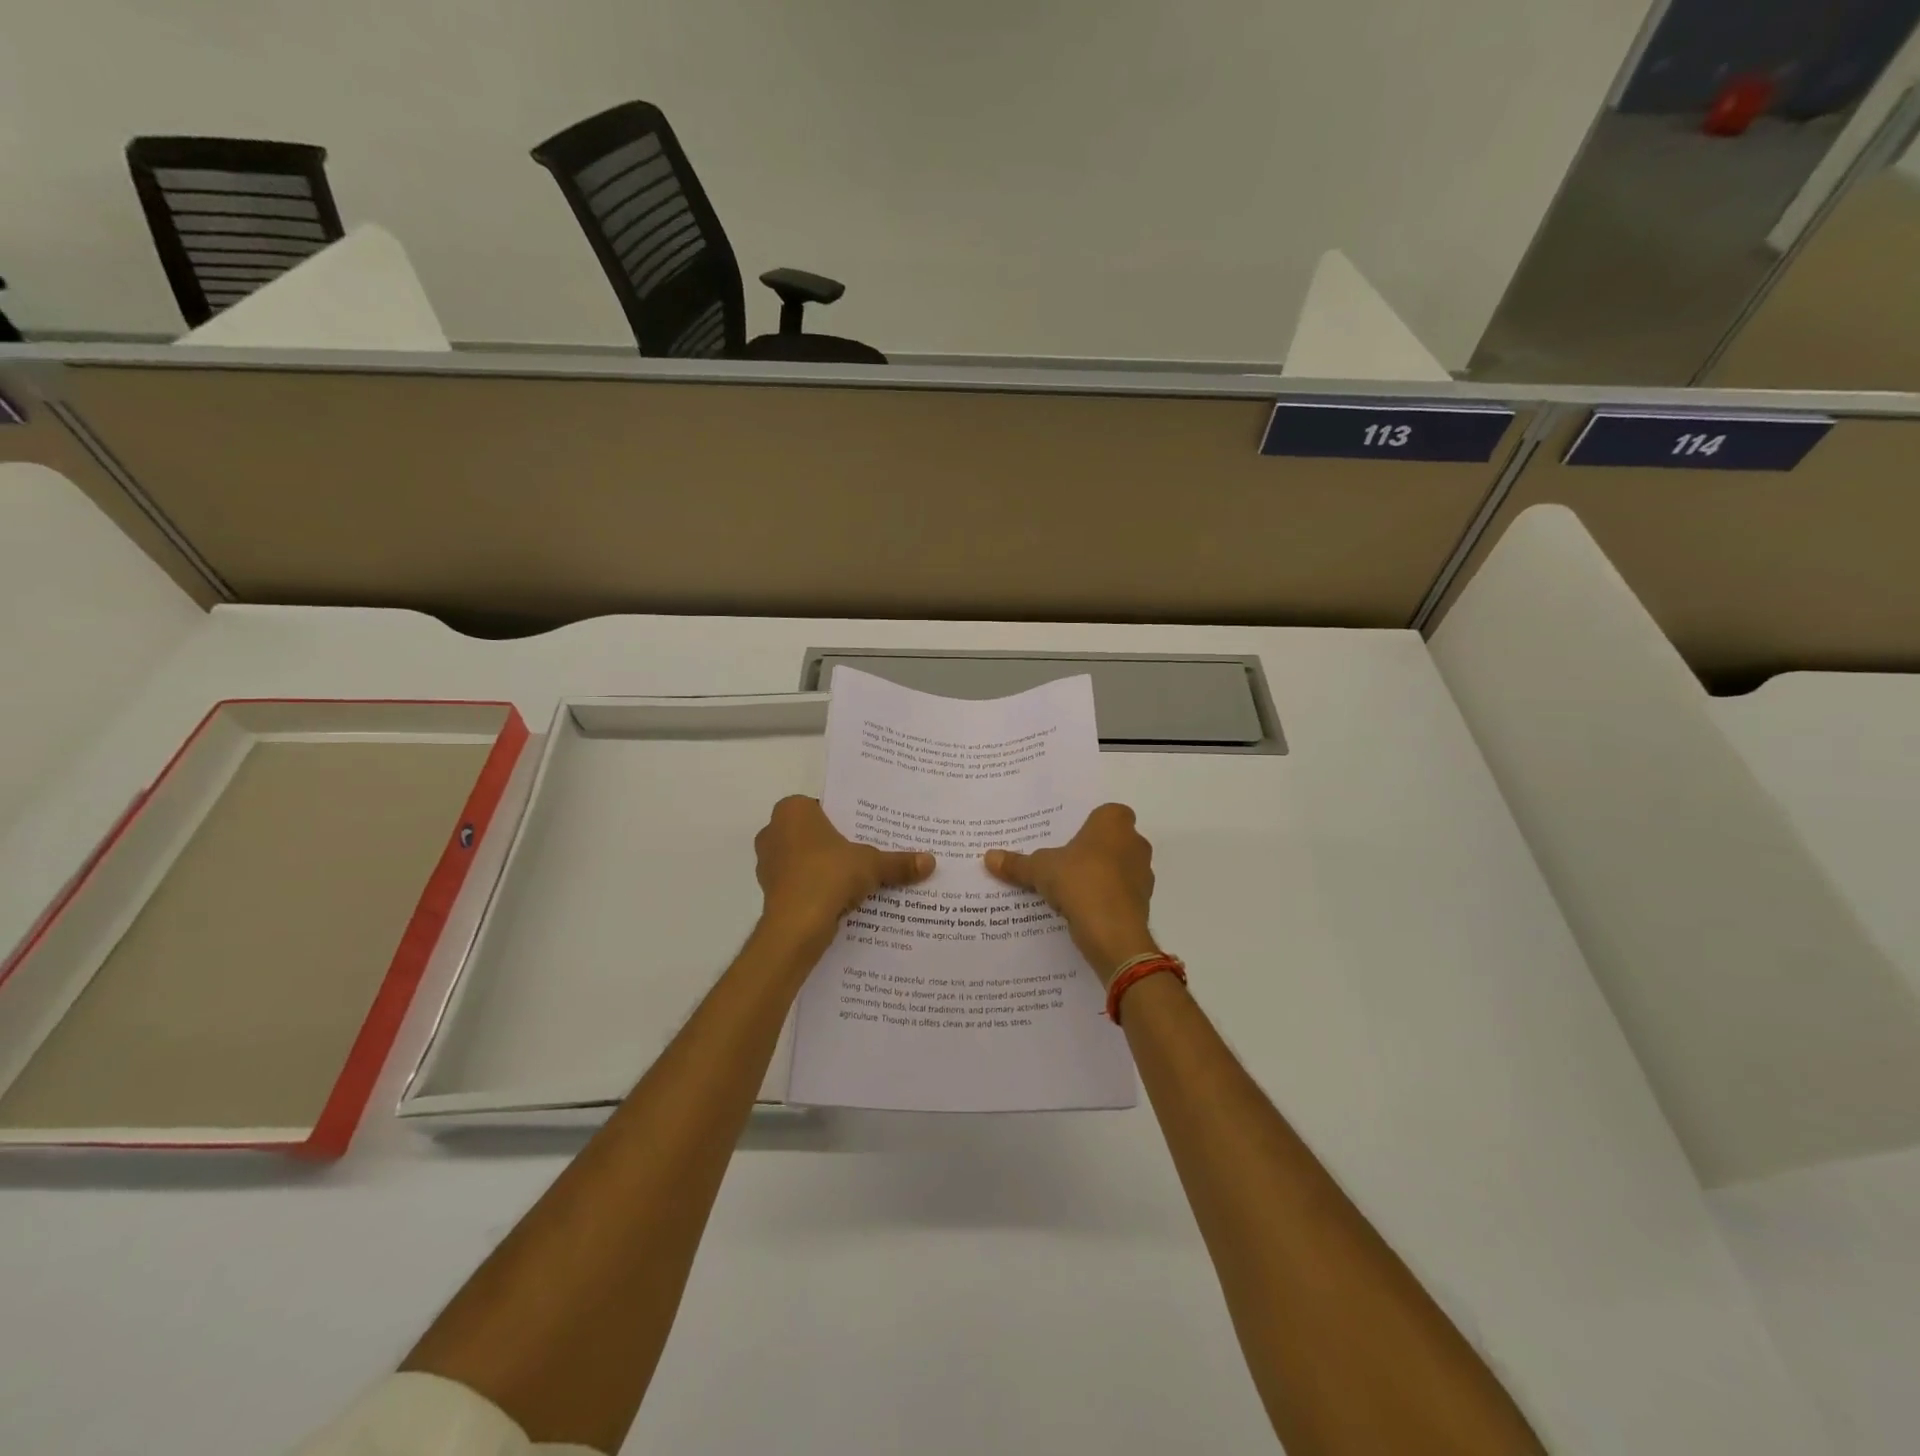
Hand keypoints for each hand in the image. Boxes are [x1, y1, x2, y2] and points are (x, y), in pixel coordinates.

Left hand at [754, 795, 933, 942]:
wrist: (796, 926)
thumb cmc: (829, 875)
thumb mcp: (872, 864)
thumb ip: (898, 862)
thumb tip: (931, 861)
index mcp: (793, 811)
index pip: (822, 806)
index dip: (844, 819)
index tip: (865, 831)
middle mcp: (773, 831)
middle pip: (812, 833)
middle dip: (834, 844)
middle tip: (864, 853)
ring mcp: (767, 863)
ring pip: (804, 859)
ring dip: (824, 868)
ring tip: (855, 879)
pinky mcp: (769, 891)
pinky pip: (799, 883)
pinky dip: (815, 889)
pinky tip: (839, 900)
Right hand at [984, 803, 1156, 983]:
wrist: (1113, 931)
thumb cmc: (1079, 881)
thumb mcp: (1039, 869)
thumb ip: (1017, 863)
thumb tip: (988, 857)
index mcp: (1114, 823)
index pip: (1106, 814)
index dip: (1089, 825)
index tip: (1069, 838)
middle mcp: (1135, 842)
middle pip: (1112, 841)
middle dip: (1093, 851)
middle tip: (1064, 862)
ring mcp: (1143, 874)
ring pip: (1118, 868)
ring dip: (1100, 876)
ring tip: (1070, 889)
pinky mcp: (1143, 902)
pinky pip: (1120, 894)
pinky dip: (1106, 899)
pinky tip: (1082, 910)